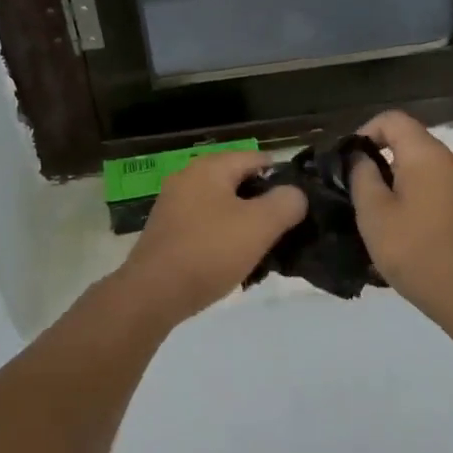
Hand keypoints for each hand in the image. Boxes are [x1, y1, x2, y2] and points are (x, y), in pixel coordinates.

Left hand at [113, 152, 306, 327]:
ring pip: (222, 208)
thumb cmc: (210, 251)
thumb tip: (295, 194)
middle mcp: (188, 178)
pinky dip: (222, 240)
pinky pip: (205, 228)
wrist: (153, 293)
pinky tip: (234, 263)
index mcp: (210, 167)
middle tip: (285, 231)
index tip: (300, 205)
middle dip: (263, 205)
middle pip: (239, 183)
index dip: (283, 178)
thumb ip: (286, 202)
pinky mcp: (167, 233)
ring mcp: (174, 206)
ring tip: (264, 251)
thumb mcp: (260, 225)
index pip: (258, 159)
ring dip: (244, 226)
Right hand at [348, 111, 452, 325]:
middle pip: (410, 142)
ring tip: (378, 213)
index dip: (365, 131)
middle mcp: (452, 161)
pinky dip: (416, 196)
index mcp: (427, 155)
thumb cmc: (415, 250)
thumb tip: (361, 157)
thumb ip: (362, 176)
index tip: (349, 162)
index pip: (393, 119)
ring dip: (398, 181)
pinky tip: (405, 228)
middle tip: (357, 191)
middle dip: (380, 159)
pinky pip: (438, 188)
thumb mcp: (374, 213)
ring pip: (424, 167)